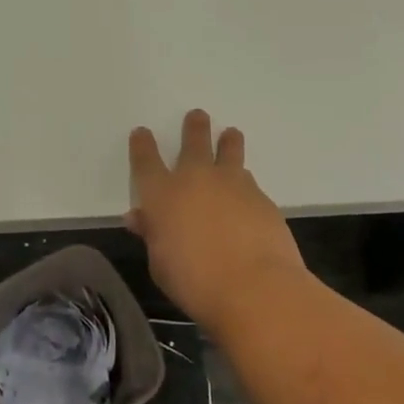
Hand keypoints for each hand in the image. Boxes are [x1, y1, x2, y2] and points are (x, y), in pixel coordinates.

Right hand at [125, 110, 304, 332]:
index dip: (142, 145)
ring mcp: (232, 184)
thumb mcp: (160, 263)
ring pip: (229, 152)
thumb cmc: (194, 281)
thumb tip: (140, 218)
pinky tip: (247, 192)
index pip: (146, 161)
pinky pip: (249, 181)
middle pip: (193, 143)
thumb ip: (152, 234)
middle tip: (197, 116)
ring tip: (231, 134)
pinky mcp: (262, 198)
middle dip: (193, 128)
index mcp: (162, 194)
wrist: (254, 287)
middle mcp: (196, 179)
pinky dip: (245, 182)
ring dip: (228, 142)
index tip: (142, 133)